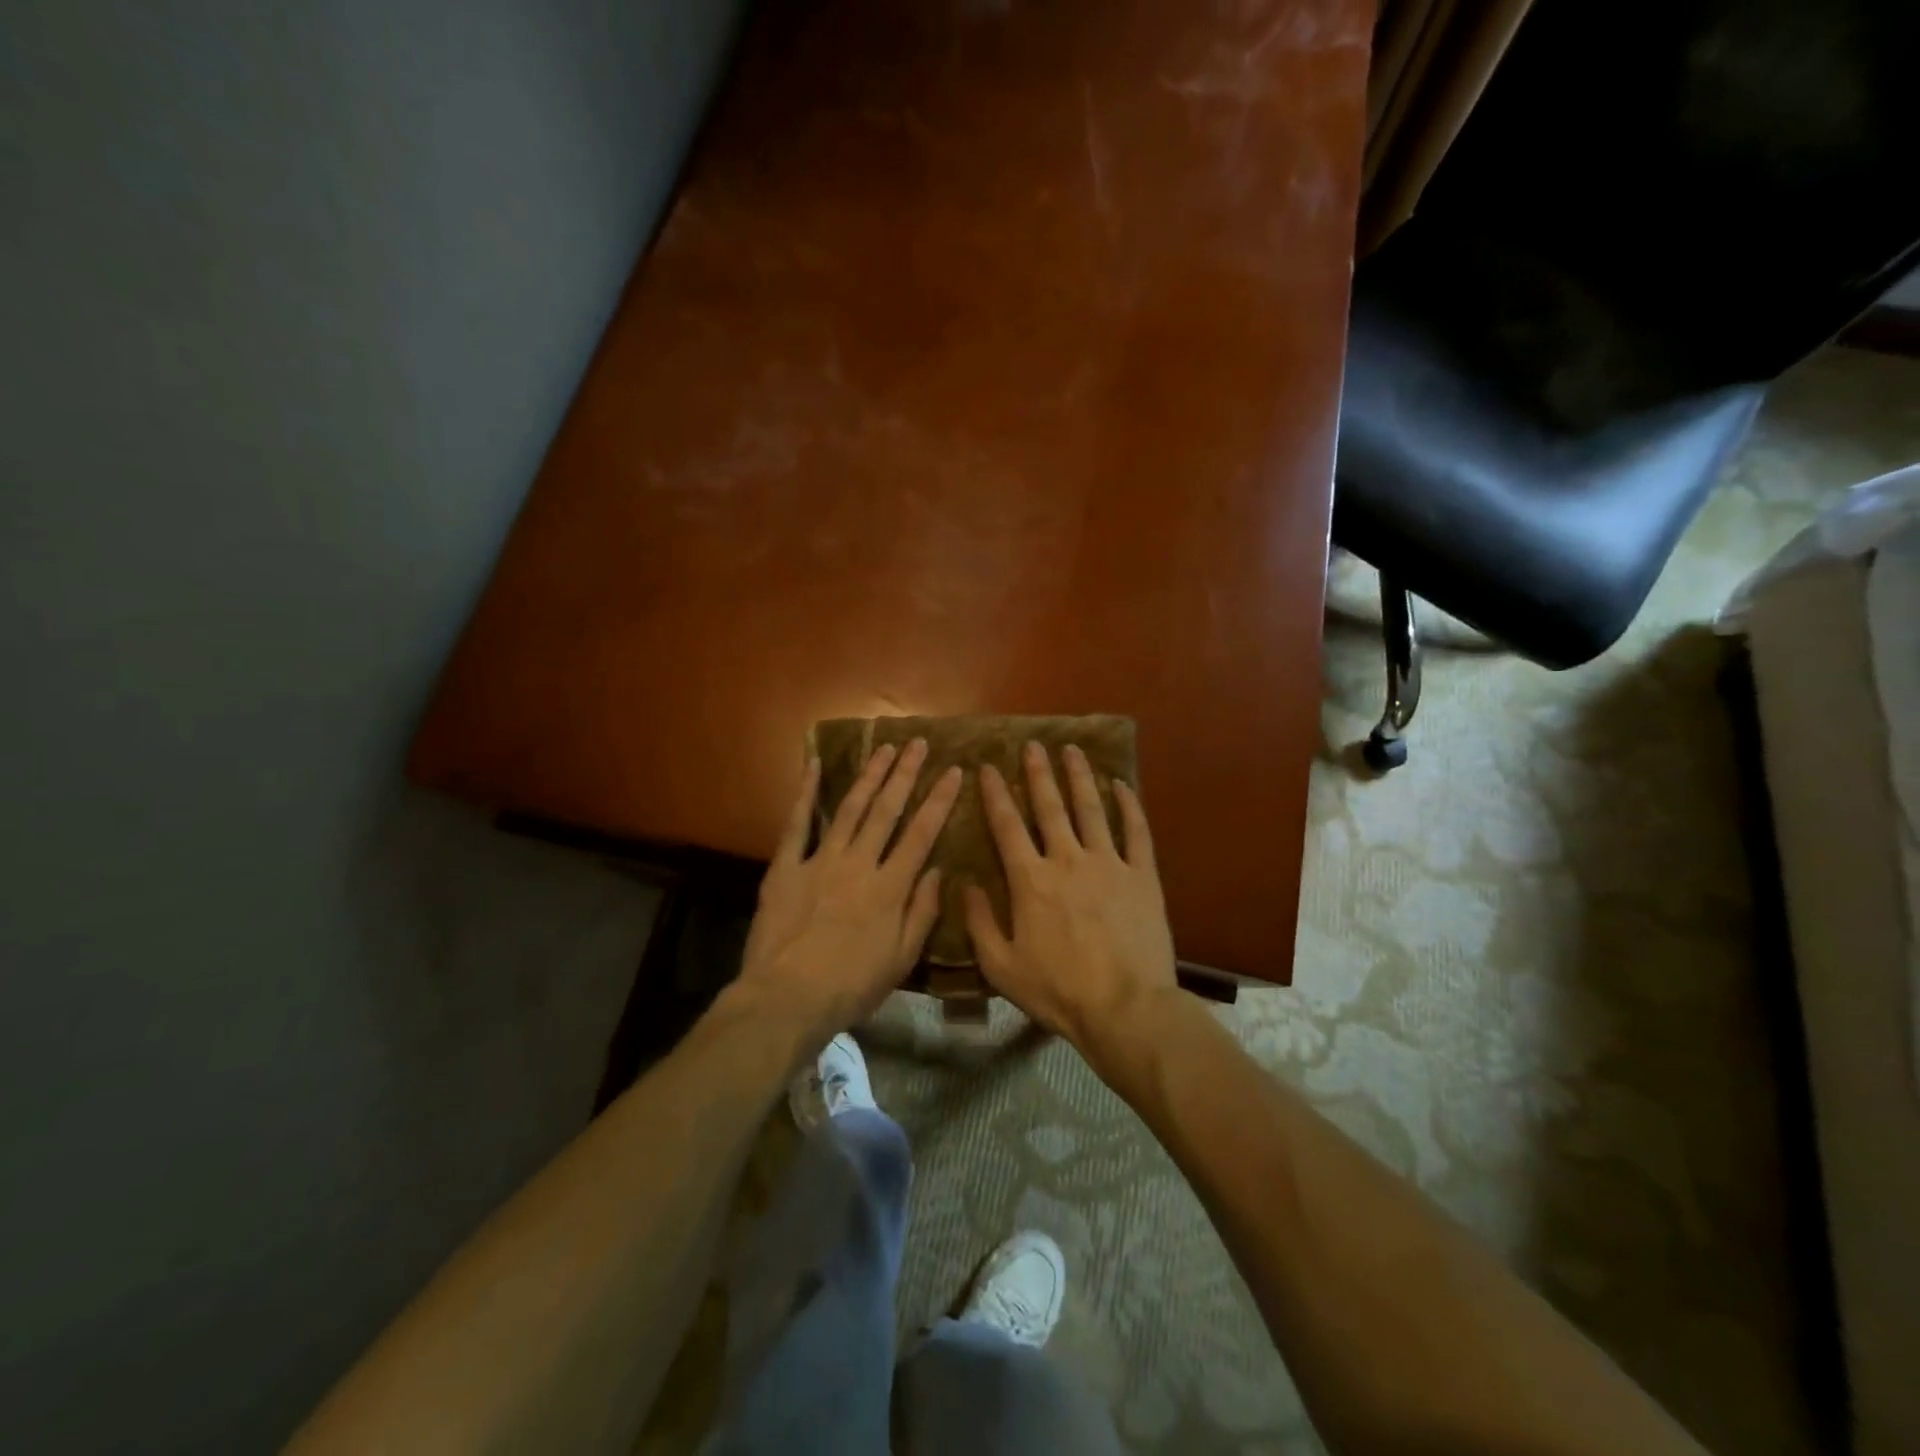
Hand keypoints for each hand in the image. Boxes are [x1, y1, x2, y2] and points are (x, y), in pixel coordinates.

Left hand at [735, 739, 962, 1049]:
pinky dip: (806, 793)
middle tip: (918, 743)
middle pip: (887, 811)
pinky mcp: (786, 867)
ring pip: (850, 809)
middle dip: (905, 774)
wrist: (786, 999)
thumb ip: (922, 913)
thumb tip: (937, 871)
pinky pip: (797, 823)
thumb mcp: (900, 960)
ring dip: (868, 775)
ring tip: (884, 748)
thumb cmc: (850, 987)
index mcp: (890, 888)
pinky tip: (814, 765)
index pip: (922, 834)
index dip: (939, 800)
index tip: (953, 771)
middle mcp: (859, 864)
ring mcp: (820, 860)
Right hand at [963, 741, 1177, 1052]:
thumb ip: (979, 922)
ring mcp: (1108, 864)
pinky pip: (1136, 832)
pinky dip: (1129, 806)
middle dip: (1038, 773)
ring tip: (1072, 750)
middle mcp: (1067, 860)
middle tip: (1032, 745)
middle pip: (1050, 806)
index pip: (1007, 825)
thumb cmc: (1057, 990)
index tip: (988, 767)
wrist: (1124, 1008)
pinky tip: (1122, 784)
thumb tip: (964, 884)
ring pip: (1091, 808)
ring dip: (1079, 777)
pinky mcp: (1142, 876)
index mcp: (1030, 880)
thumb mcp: (1001, 966)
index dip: (995, 794)